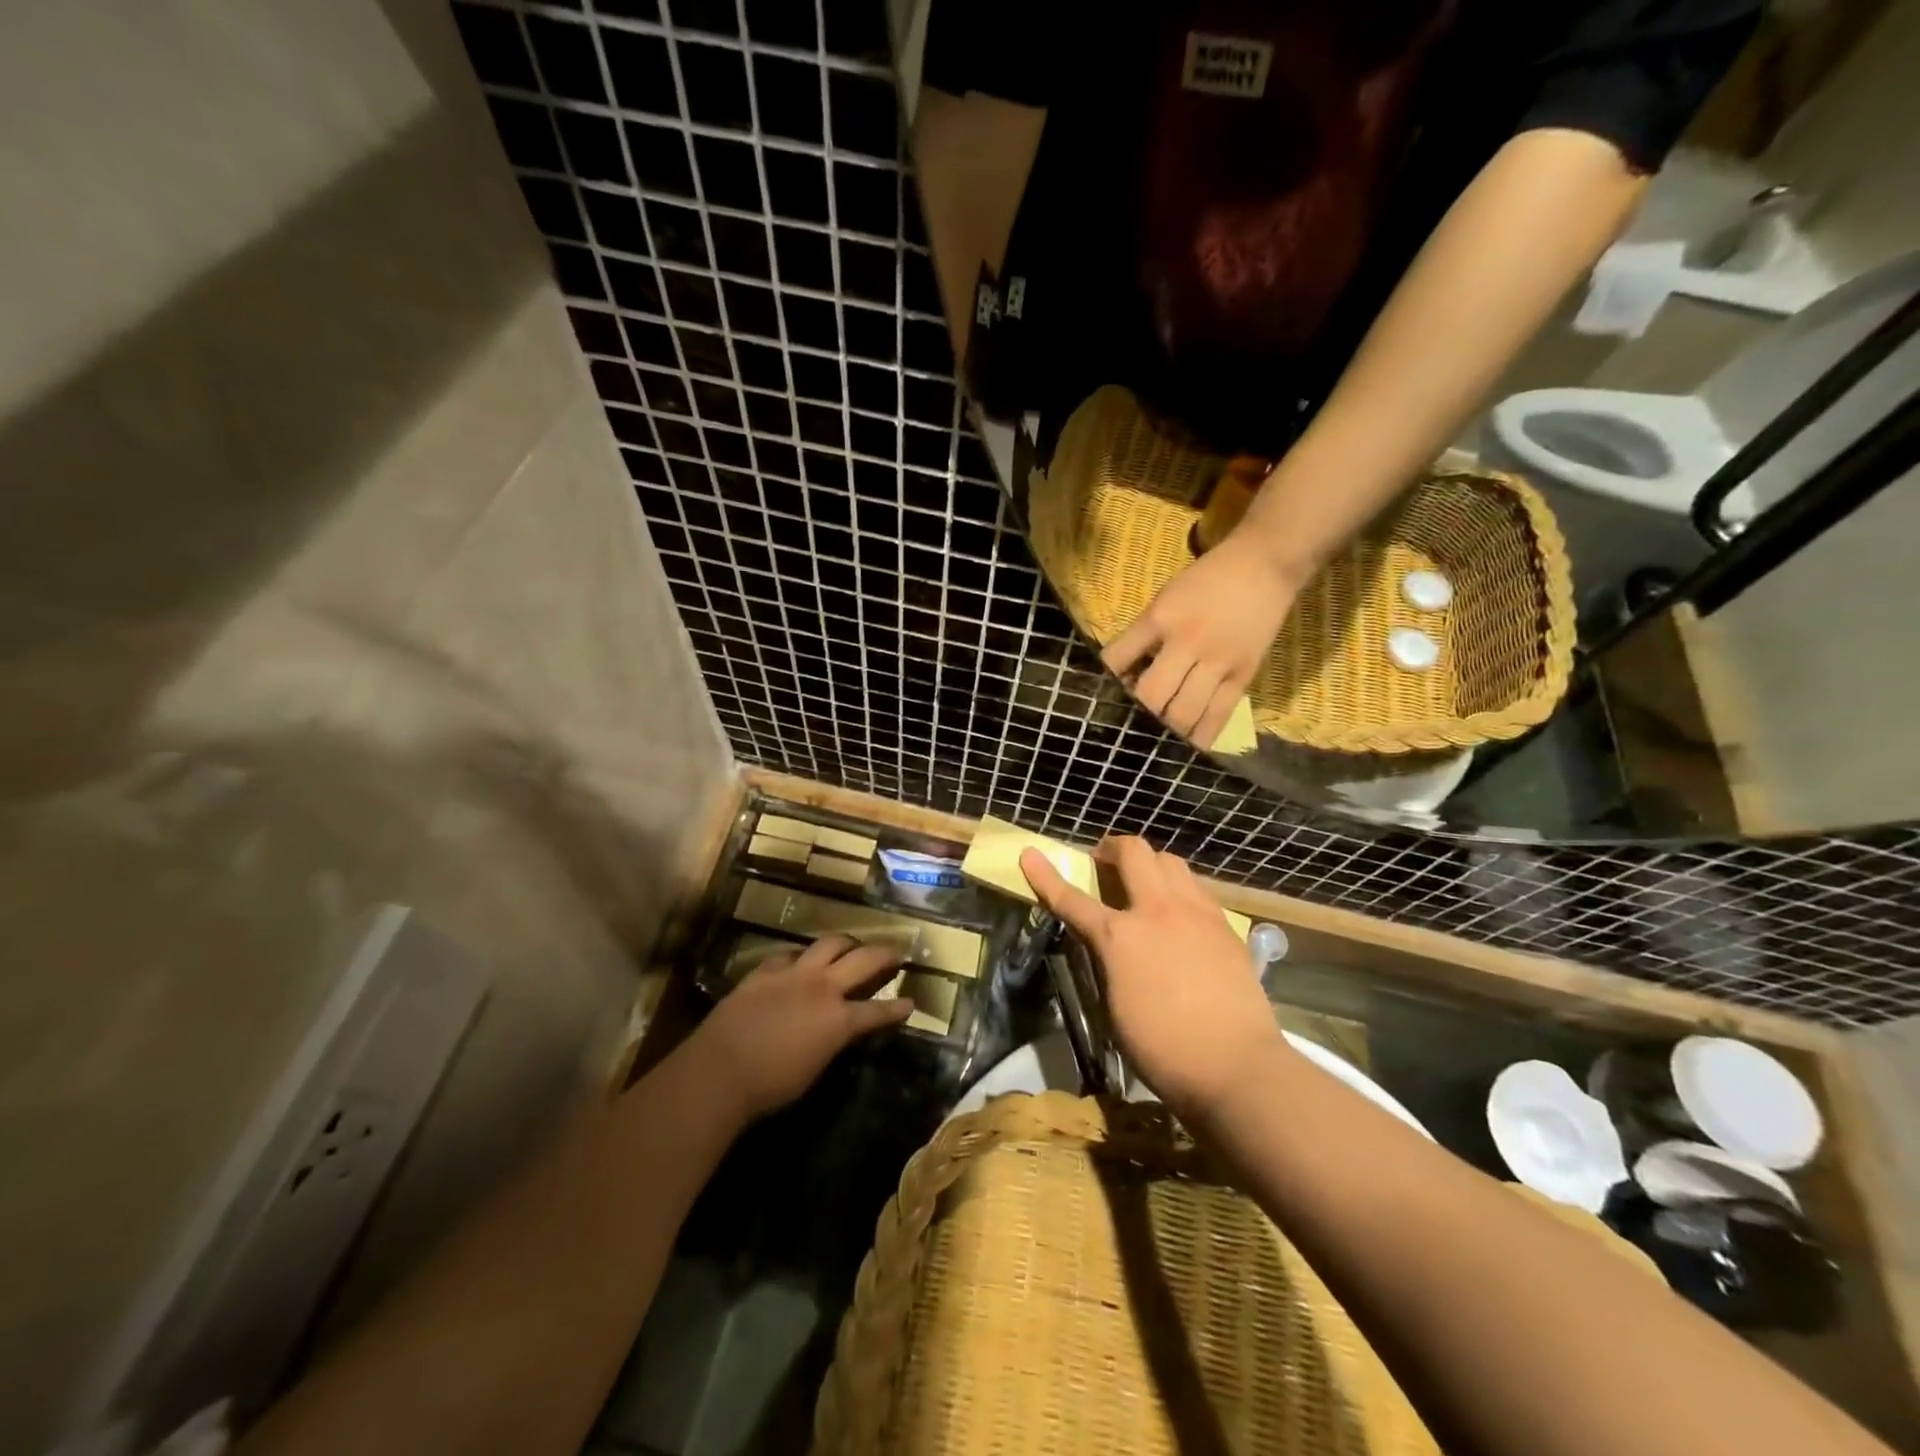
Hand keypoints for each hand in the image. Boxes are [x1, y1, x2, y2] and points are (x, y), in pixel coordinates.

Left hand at [690, 935, 912, 1120]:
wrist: (720, 1069)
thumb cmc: (769, 1086)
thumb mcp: (813, 1070)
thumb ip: (832, 1043)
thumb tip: (838, 1032)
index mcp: (839, 1020)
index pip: (878, 1011)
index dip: (897, 1009)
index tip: (911, 1002)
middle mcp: (822, 988)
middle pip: (863, 960)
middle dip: (884, 953)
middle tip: (896, 950)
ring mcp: (793, 974)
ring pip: (830, 943)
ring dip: (846, 943)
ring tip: (852, 945)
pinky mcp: (765, 970)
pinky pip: (790, 953)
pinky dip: (802, 956)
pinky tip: (801, 961)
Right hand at [1019, 838, 1282, 1117]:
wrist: (1236, 1065)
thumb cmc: (1162, 1048)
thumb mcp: (1114, 1006)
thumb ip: (1107, 962)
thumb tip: (1107, 944)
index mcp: (1120, 936)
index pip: (1072, 899)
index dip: (1046, 876)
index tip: (1030, 854)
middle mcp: (1158, 911)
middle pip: (1134, 852)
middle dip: (1112, 848)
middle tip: (1104, 861)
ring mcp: (1197, 913)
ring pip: (1171, 861)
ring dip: (1150, 864)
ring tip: (1145, 883)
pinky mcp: (1225, 926)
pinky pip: (1197, 889)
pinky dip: (1180, 889)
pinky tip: (1180, 914)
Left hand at [1102, 531, 1299, 749]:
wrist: (1264, 566)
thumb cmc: (1205, 581)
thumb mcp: (1163, 599)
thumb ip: (1142, 635)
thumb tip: (1121, 675)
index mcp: (1160, 619)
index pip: (1119, 658)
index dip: (1106, 683)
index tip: (1101, 698)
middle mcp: (1187, 643)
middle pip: (1152, 695)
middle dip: (1137, 715)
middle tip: (1130, 725)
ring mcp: (1218, 662)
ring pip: (1184, 713)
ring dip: (1166, 731)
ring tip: (1156, 738)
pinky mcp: (1244, 676)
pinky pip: (1219, 715)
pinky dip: (1201, 736)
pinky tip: (1188, 748)